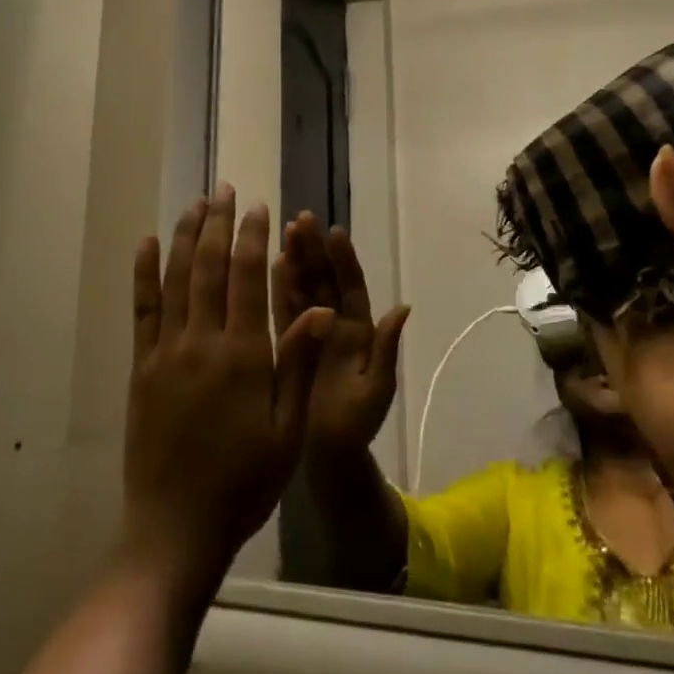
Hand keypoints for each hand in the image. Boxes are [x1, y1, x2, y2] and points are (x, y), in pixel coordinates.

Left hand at [123, 189, 332, 590]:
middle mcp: (201, 342)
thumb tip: (316, 308)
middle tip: (226, 189)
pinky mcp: (141, 366)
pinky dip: (145, 271)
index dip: (253, 237)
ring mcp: (166, 352)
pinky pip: (142, 308)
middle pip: (210, 267)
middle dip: (219, 223)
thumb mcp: (286, 430)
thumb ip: (296, 365)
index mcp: (242, 356)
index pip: (247, 278)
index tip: (258, 208)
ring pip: (176, 278)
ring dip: (187, 236)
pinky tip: (149, 243)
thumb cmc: (243, 483)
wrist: (175, 528)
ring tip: (196, 203)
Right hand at [271, 214, 408, 461]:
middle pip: (324, 279)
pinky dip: (278, 286)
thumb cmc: (355, 424)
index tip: (335, 232)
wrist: (326, 455)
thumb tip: (403, 306)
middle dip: (314, 249)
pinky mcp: (289, 342)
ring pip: (303, 287)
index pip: (351, 286)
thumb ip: (385, 348)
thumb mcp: (375, 388)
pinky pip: (283, 309)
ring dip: (295, 259)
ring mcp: (310, 330)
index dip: (344, 260)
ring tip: (285, 230)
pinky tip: (271, 263)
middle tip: (302, 219)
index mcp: (358, 331)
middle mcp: (334, 323)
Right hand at [589, 148, 673, 499]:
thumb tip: (662, 155)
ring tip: (557, 159)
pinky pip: (580, 277)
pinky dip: (563, 249)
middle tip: (585, 133)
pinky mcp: (602, 318)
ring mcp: (638, 294)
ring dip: (588, 212)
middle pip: (643, 218)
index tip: (639, 121)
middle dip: (620, 185)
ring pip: (608, 242)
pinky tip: (541, 209)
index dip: (670, 168)